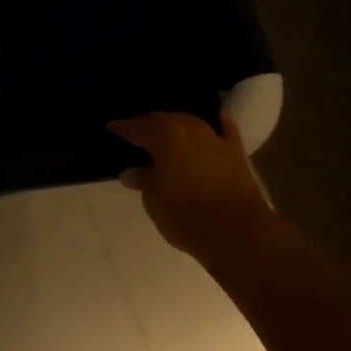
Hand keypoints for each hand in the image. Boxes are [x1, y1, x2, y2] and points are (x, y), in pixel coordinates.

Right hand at [107, 111, 273, 263]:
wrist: (240, 234)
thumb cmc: (188, 217)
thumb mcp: (155, 201)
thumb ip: (143, 181)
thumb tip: (131, 172)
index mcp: (164, 136)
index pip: (136, 127)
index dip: (121, 128)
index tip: (110, 129)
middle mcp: (188, 128)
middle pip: (163, 120)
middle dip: (148, 126)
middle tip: (136, 135)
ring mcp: (214, 138)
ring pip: (189, 122)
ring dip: (176, 126)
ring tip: (165, 134)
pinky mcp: (235, 152)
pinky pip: (224, 129)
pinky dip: (218, 122)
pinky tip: (216, 116)